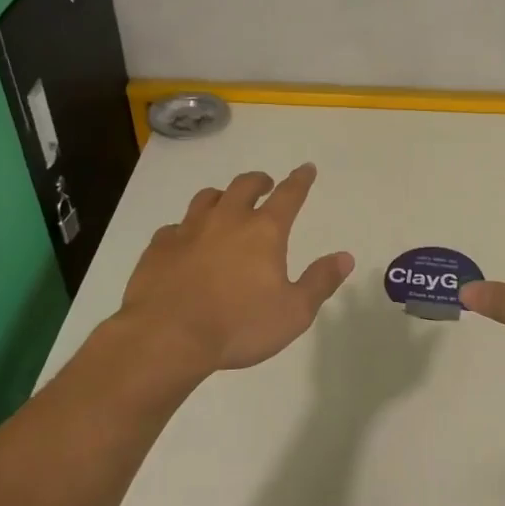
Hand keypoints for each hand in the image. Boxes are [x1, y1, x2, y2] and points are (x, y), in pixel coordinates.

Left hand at [118, 163, 354, 374]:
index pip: (288, 195)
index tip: (306, 168)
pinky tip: (186, 241)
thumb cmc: (239, 326)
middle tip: (266, 185)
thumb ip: (320, 282)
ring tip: (225, 204)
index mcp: (263, 231)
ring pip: (206, 198)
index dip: (300, 180)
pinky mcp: (159, 247)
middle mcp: (226, 220)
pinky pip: (174, 227)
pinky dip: (186, 229)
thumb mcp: (294, 312)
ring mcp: (188, 230)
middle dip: (259, 181)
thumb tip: (345, 257)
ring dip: (222, 196)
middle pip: (244, 186)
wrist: (167, 337)